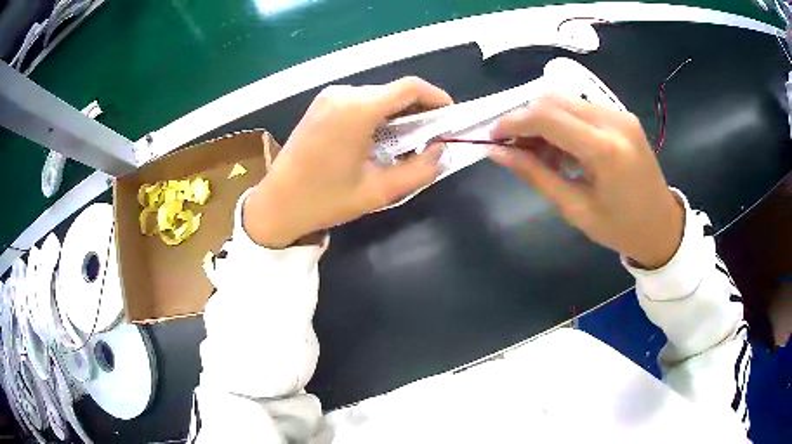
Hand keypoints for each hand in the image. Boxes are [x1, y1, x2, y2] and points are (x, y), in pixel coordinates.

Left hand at [244, 77, 452, 247]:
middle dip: (419, 110)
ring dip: (398, 114)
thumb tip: (441, 150)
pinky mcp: (321, 105)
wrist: (277, 204)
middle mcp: (343, 93)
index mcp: (358, 109)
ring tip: (408, 141)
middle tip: (432, 137)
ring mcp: (329, 97)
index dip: (437, 98)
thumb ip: (419, 170)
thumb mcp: (379, 191)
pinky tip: (380, 138)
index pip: (410, 87)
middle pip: (394, 91)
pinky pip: (360, 102)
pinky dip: (378, 115)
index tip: (450, 118)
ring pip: (378, 96)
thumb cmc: (325, 200)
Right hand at [488, 94, 683, 268]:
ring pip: (566, 100)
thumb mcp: (575, 208)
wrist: (662, 226)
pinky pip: (582, 108)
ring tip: (538, 152)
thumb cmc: (620, 228)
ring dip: (544, 119)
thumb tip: (497, 152)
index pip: (546, 116)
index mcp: (604, 150)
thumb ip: (535, 174)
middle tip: (513, 146)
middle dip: (526, 118)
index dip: (513, 121)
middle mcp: (613, 121)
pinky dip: (563, 122)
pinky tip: (562, 148)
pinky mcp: (623, 116)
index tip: (493, 137)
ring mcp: (620, 115)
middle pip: (554, 99)